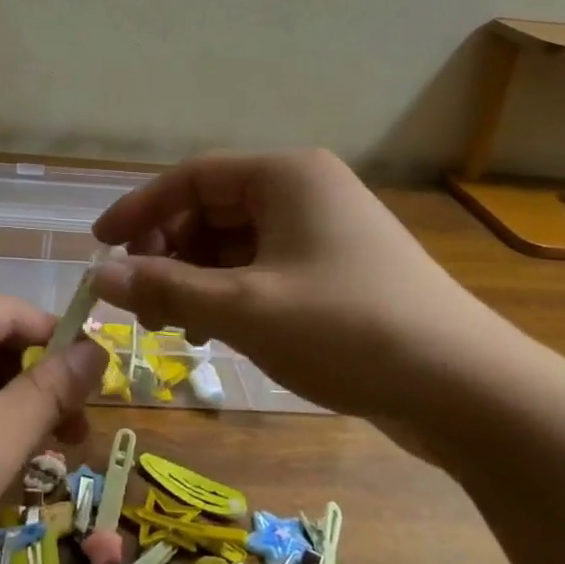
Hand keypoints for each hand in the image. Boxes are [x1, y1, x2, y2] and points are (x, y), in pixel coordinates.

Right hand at [91, 149, 520, 429]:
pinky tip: (214, 332)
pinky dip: (230, 293)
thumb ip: (167, 288)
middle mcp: (304, 191)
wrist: (465, 388)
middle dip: (169, 252)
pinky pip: (263, 268)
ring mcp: (323, 231)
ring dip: (196, 278)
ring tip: (175, 326)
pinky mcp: (335, 270)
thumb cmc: (347, 330)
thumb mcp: (244, 309)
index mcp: (286, 175)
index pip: (192, 177)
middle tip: (140, 300)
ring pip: (235, 243)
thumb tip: (100, 276)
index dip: (140, 209)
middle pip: (212, 209)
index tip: (99, 246)